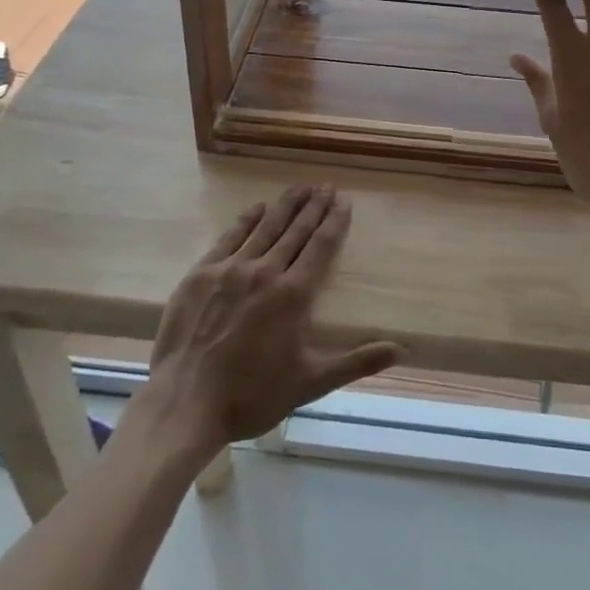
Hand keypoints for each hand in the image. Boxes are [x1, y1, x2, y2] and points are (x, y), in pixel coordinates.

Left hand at [142, 185, 403, 457]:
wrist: (186, 403)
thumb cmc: (253, 396)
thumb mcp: (311, 382)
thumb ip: (357, 362)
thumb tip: (403, 351)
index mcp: (294, 294)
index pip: (320, 246)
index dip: (334, 221)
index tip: (344, 200)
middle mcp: (265, 271)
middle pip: (295, 230)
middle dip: (314, 206)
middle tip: (326, 186)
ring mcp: (231, 269)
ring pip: (265, 227)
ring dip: (285, 206)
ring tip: (300, 188)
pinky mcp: (202, 273)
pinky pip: (230, 237)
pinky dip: (247, 220)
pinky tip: (258, 208)